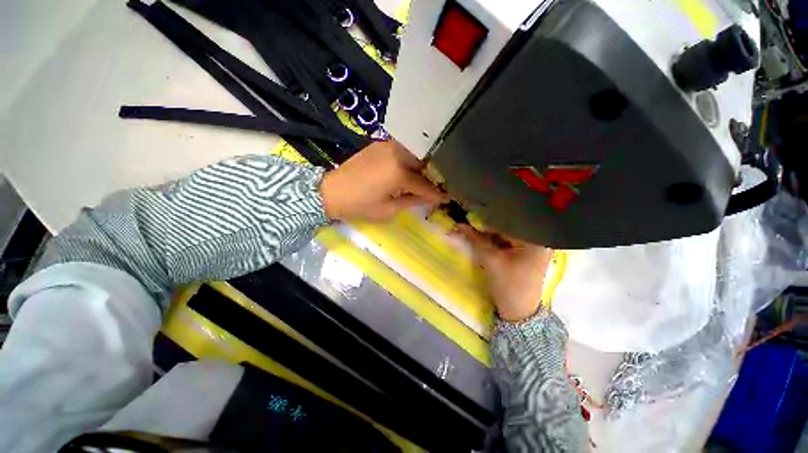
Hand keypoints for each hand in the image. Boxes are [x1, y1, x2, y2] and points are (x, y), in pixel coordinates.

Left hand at [320, 141, 447, 221]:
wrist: (330, 191)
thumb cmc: (359, 205)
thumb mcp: (387, 210)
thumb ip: (411, 201)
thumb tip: (429, 199)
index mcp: (398, 173)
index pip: (424, 185)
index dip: (437, 194)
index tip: (447, 198)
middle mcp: (396, 154)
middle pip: (423, 163)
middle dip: (432, 175)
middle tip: (436, 186)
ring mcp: (387, 146)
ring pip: (414, 154)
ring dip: (421, 166)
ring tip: (424, 178)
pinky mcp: (379, 145)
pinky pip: (401, 150)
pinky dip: (409, 160)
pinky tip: (408, 169)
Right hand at [457, 225, 552, 321]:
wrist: (518, 311)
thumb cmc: (508, 285)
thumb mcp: (490, 259)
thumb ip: (475, 239)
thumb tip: (459, 224)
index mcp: (536, 240)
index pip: (508, 222)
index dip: (487, 218)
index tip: (470, 215)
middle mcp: (539, 239)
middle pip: (509, 226)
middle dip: (488, 224)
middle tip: (469, 220)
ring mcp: (534, 246)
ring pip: (508, 232)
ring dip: (491, 232)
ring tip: (474, 227)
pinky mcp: (528, 252)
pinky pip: (509, 240)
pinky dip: (496, 239)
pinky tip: (484, 237)